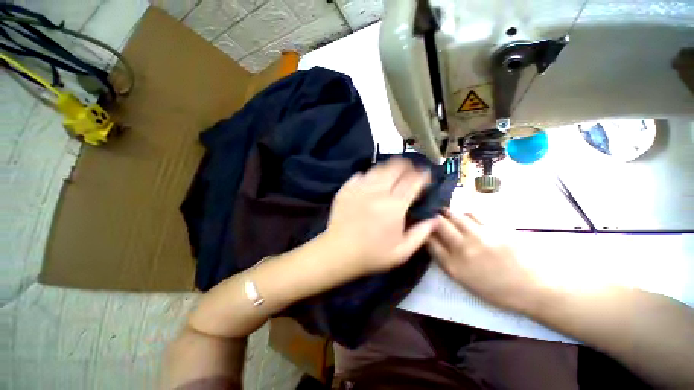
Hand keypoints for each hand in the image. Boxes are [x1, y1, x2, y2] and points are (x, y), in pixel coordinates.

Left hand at [324, 158, 437, 274]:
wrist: (338, 252)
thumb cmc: (371, 254)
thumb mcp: (401, 252)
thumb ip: (421, 234)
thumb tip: (434, 219)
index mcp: (394, 206)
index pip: (413, 182)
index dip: (423, 176)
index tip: (426, 176)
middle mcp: (377, 192)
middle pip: (395, 168)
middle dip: (407, 166)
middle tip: (411, 171)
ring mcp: (359, 188)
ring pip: (378, 168)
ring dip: (389, 168)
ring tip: (393, 173)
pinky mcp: (346, 189)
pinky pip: (360, 174)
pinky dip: (370, 175)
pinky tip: (372, 181)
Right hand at [428, 210, 542, 311]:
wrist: (533, 288)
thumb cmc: (497, 288)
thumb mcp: (464, 280)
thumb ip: (446, 260)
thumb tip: (434, 241)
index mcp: (454, 265)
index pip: (430, 241)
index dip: (424, 232)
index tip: (425, 229)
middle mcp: (463, 248)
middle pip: (439, 224)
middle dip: (434, 219)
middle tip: (435, 218)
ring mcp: (479, 237)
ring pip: (455, 216)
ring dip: (448, 213)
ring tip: (447, 213)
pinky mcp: (494, 228)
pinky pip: (473, 215)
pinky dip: (465, 214)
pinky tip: (466, 217)